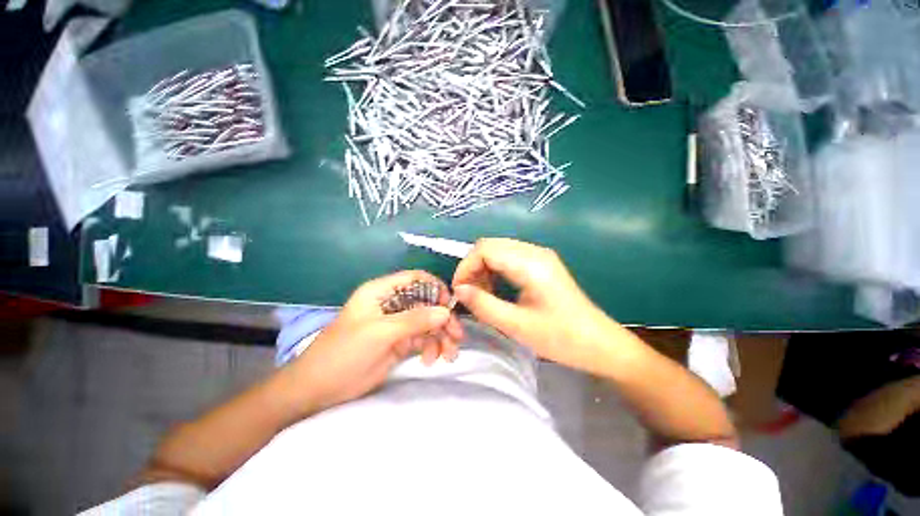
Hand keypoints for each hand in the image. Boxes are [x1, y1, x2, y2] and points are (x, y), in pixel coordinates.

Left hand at [285, 271, 463, 413]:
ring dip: (441, 336)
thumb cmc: (344, 353)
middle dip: (443, 319)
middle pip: (426, 302)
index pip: (415, 279)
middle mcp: (392, 304)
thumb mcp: (380, 333)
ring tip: (447, 355)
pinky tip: (431, 360)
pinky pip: (423, 339)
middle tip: (456, 336)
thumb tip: (446, 311)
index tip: (449, 305)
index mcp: (382, 292)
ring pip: (427, 322)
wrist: (317, 390)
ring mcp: (396, 324)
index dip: (435, 287)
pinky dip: (431, 347)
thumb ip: (414, 320)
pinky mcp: (399, 342)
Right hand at [452, 238, 612, 371]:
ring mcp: (539, 256)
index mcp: (531, 263)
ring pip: (498, 250)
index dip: (465, 267)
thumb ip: (484, 305)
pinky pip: (508, 258)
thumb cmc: (561, 338)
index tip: (458, 291)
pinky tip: (495, 289)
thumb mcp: (517, 325)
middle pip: (490, 245)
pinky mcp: (541, 263)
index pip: (485, 249)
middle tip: (468, 294)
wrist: (599, 344)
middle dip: (472, 267)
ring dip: (483, 269)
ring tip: (481, 294)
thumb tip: (458, 290)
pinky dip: (495, 270)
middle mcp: (534, 252)